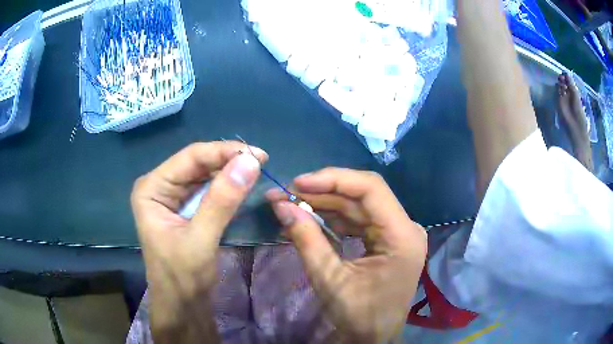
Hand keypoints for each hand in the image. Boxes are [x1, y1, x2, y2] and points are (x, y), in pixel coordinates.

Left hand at [131, 141, 266, 342]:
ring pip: (204, 175)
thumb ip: (222, 200)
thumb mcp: (201, 239)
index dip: (224, 152)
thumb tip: (250, 161)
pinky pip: (207, 191)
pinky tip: (242, 186)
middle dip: (228, 161)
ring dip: (229, 173)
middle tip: (262, 163)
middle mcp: (159, 186)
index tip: (259, 155)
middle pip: (197, 163)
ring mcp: (172, 198)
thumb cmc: (182, 277)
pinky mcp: (185, 210)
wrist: (182, 306)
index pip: (190, 158)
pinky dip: (226, 188)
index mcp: (152, 188)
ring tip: (256, 171)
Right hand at [266, 168, 426, 342]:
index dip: (333, 179)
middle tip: (287, 193)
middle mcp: (405, 227)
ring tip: (292, 204)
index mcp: (402, 236)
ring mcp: (398, 233)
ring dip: (325, 204)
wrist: (374, 338)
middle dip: (323, 192)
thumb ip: (305, 238)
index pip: (370, 189)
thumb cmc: (358, 315)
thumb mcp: (329, 279)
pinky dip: (334, 219)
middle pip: (363, 195)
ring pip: (359, 206)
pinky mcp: (388, 240)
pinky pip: (359, 221)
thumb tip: (280, 205)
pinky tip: (310, 218)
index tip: (298, 183)